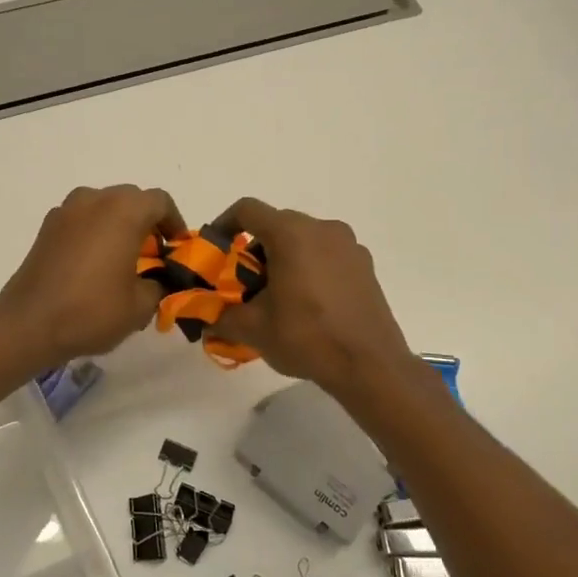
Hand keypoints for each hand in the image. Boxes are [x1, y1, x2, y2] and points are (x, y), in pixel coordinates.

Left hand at [0, 185, 185, 367]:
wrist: (29, 323)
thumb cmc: (92, 310)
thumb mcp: (140, 305)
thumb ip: (160, 285)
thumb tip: (159, 280)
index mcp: (123, 210)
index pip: (160, 202)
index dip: (174, 223)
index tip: (177, 249)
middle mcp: (94, 200)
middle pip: (131, 199)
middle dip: (146, 223)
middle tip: (153, 256)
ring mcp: (66, 211)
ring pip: (103, 207)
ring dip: (118, 225)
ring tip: (123, 259)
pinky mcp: (47, 227)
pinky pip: (81, 220)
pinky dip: (94, 233)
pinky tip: (94, 265)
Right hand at [207, 198, 413, 394]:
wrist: (371, 366)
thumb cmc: (307, 337)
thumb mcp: (253, 329)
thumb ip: (221, 316)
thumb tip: (206, 317)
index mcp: (292, 234)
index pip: (247, 210)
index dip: (224, 225)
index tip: (215, 252)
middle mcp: (322, 229)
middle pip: (276, 225)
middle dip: (253, 251)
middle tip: (242, 284)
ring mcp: (349, 246)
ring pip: (303, 240)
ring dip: (282, 260)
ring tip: (275, 298)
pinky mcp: (365, 266)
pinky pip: (326, 256)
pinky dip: (308, 269)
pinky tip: (306, 304)